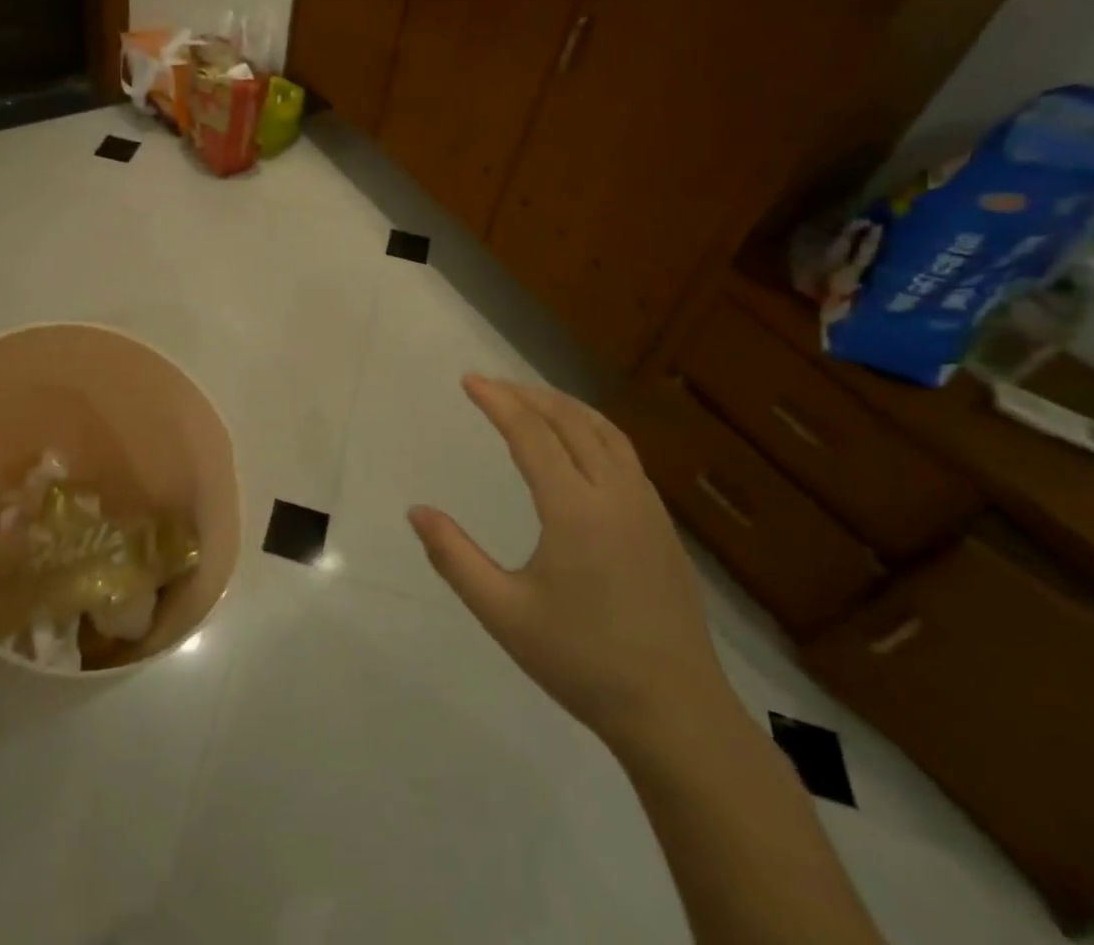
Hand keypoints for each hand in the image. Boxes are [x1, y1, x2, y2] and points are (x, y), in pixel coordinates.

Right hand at [409, 376, 730, 749]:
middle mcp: (615, 494)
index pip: (531, 434)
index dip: (498, 401)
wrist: (677, 714)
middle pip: (570, 421)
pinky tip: (580, 446)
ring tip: (532, 400)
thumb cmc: (583, 662)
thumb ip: (455, 558)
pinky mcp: (663, 526)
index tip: (469, 380)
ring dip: (565, 406)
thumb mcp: (504, 614)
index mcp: (575, 510)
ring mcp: (647, 508)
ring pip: (605, 432)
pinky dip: (593, 429)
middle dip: (528, 395)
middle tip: (492, 384)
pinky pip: (625, 455)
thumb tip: (416, 511)